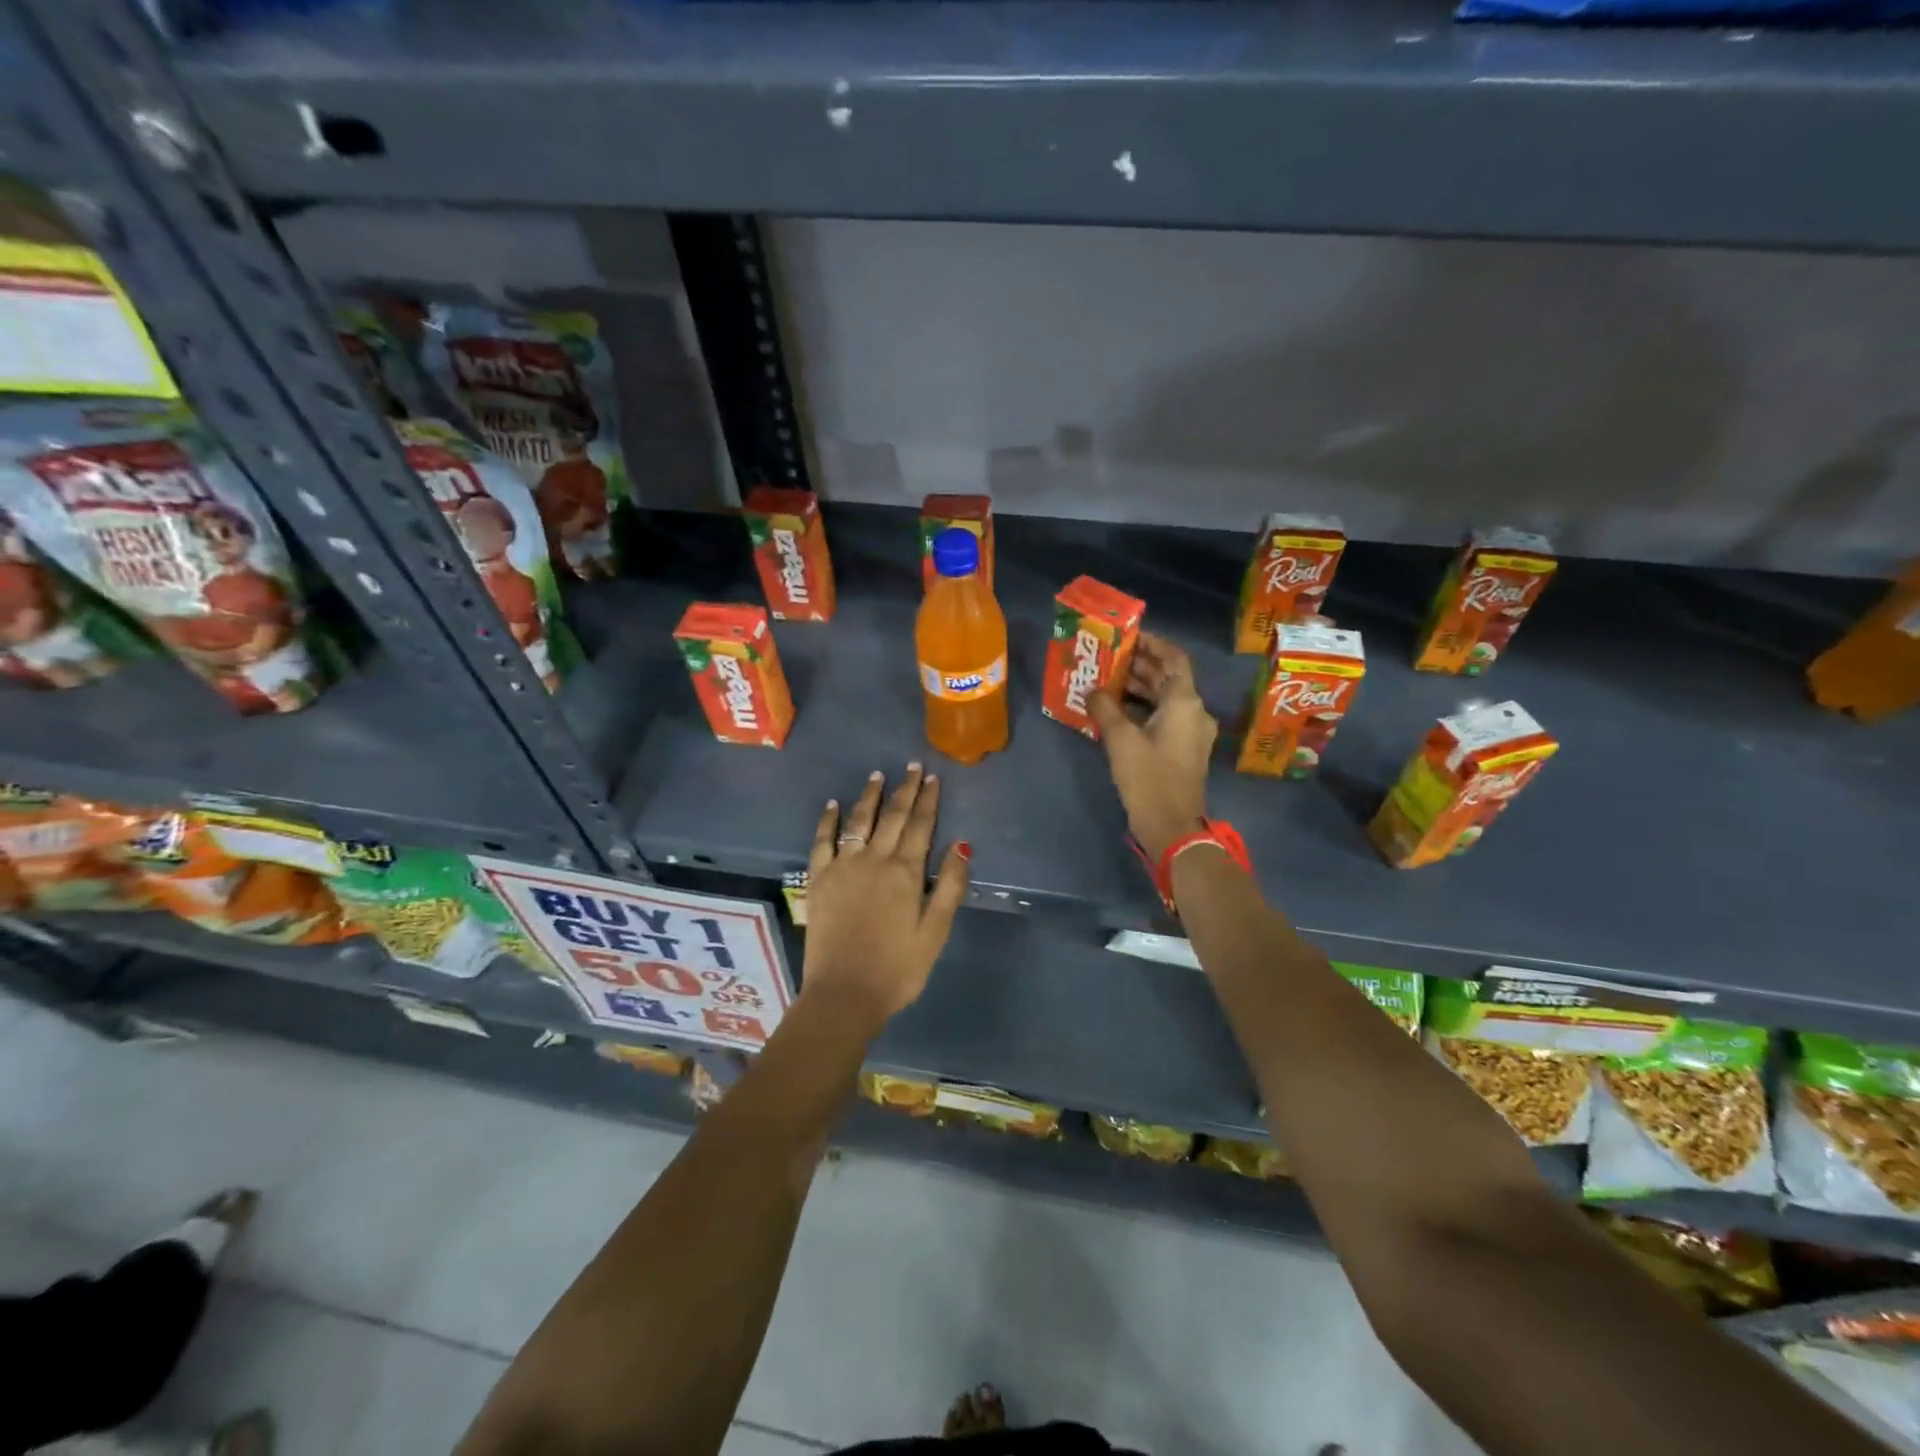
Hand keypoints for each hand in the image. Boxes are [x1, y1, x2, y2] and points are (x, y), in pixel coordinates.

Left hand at [802, 764, 969, 1025]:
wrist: (844, 995)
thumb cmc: (898, 969)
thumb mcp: (935, 932)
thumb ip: (949, 886)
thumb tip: (961, 844)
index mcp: (905, 872)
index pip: (921, 826)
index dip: (928, 800)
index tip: (933, 777)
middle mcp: (874, 860)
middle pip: (892, 816)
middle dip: (905, 789)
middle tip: (912, 766)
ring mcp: (842, 868)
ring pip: (859, 821)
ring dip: (870, 796)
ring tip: (878, 775)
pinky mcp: (819, 880)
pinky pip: (822, 842)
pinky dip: (829, 821)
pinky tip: (833, 805)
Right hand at [1088, 632, 1216, 859]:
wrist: (1172, 827)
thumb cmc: (1149, 778)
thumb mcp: (1121, 740)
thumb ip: (1105, 709)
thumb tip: (1092, 690)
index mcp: (1185, 703)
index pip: (1174, 658)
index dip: (1154, 644)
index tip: (1129, 636)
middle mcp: (1194, 712)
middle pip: (1169, 678)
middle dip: (1140, 665)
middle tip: (1109, 657)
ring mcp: (1192, 732)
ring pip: (1166, 698)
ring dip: (1140, 688)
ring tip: (1107, 681)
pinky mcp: (1184, 750)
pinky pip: (1165, 717)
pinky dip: (1144, 708)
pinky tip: (1116, 711)